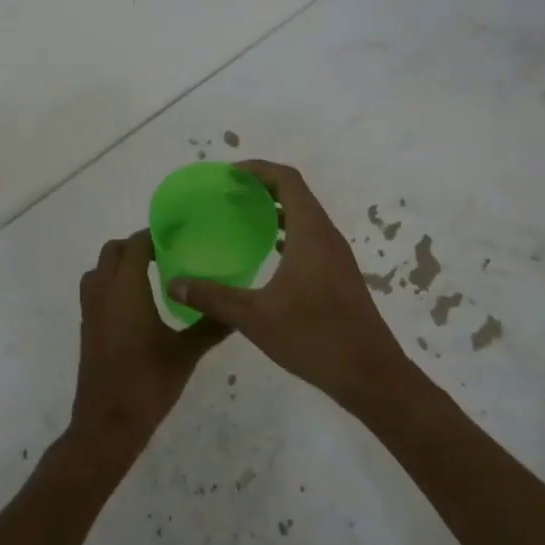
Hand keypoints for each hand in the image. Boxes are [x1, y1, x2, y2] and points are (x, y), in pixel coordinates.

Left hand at [69, 229, 226, 456]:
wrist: (107, 424)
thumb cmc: (148, 383)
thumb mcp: (186, 353)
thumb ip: (211, 326)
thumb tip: (237, 308)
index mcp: (126, 288)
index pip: (136, 244)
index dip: (155, 235)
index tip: (179, 236)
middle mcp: (103, 291)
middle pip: (114, 251)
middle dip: (137, 246)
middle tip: (168, 255)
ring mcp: (90, 309)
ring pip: (100, 269)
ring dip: (121, 263)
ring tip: (152, 275)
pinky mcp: (87, 326)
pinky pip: (96, 288)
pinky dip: (112, 283)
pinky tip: (137, 303)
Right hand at [166, 160, 409, 410]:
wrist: (370, 375)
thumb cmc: (314, 337)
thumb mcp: (255, 317)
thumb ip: (213, 297)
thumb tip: (173, 283)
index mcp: (311, 232)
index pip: (287, 180)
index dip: (258, 169)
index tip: (228, 174)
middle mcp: (326, 235)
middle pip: (296, 193)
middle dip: (262, 187)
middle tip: (227, 194)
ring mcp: (336, 256)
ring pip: (304, 217)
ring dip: (276, 210)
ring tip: (241, 218)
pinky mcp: (338, 275)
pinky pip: (310, 238)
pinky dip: (287, 233)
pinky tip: (266, 253)